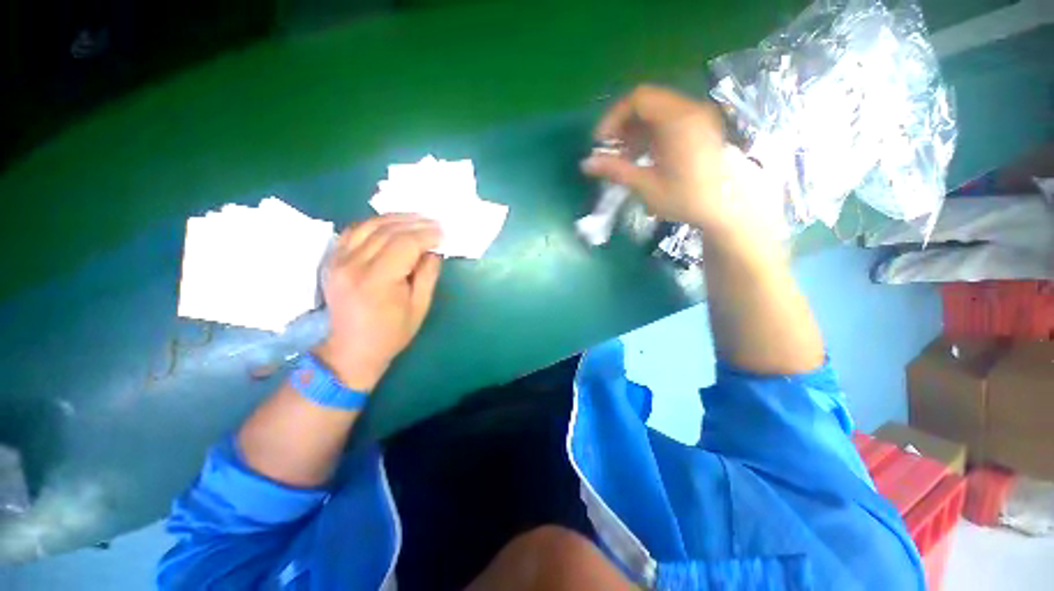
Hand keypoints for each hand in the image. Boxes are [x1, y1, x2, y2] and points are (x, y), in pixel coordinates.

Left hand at [314, 214, 442, 391]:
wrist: (351, 349)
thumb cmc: (391, 333)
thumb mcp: (420, 307)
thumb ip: (428, 275)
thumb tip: (433, 250)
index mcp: (377, 280)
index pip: (405, 244)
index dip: (427, 234)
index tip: (443, 232)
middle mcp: (353, 265)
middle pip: (387, 230)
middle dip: (415, 222)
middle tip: (434, 222)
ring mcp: (337, 261)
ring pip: (368, 225)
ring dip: (395, 218)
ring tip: (416, 219)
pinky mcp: (331, 261)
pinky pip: (353, 231)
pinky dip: (374, 224)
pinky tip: (390, 225)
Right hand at [580, 85, 734, 231]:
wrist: (731, 208)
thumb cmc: (689, 198)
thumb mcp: (648, 186)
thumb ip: (616, 170)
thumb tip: (585, 164)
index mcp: (678, 120)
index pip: (638, 99)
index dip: (613, 117)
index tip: (601, 143)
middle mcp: (689, 110)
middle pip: (646, 103)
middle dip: (622, 126)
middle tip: (610, 152)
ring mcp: (697, 117)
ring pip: (656, 113)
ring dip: (634, 131)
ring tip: (624, 158)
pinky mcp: (699, 128)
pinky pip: (667, 122)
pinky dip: (649, 135)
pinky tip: (643, 157)